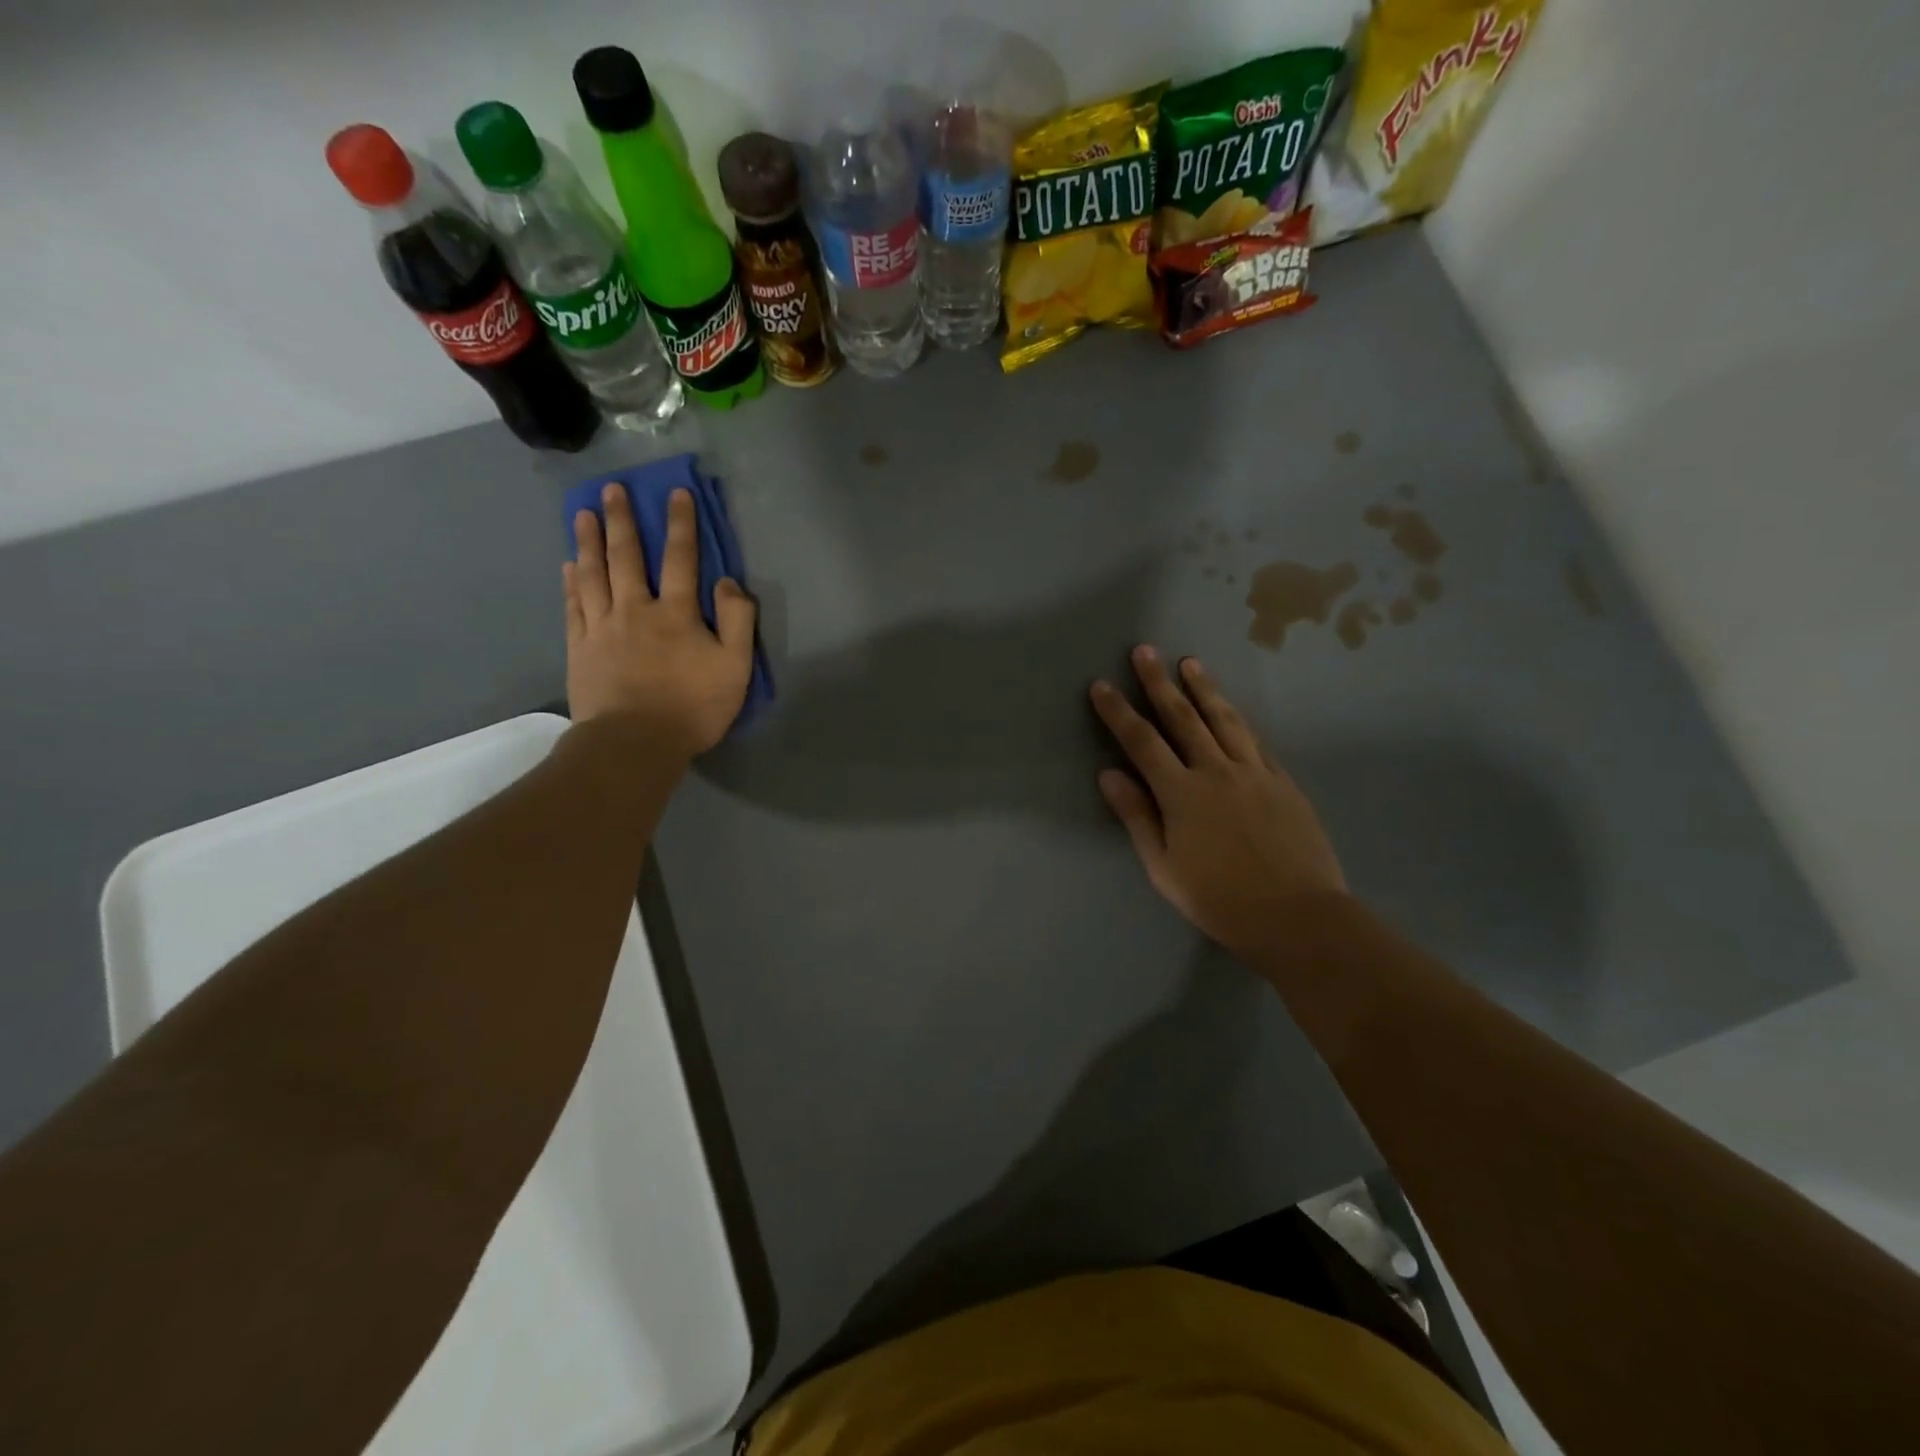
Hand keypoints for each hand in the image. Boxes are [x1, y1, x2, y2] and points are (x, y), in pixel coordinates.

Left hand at [565, 485, 755, 756]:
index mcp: (677, 613)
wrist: (634, 743)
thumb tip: (728, 582)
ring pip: (593, 574)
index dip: (680, 524)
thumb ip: (738, 621)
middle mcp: (636, 609)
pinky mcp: (580, 648)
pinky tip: (569, 565)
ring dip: (589, 541)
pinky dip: (572, 582)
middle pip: (627, 556)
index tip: (675, 493)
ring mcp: (602, 627)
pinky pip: (574, 606)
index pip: (680, 558)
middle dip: (622, 520)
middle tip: (612, 489)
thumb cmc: (692, 707)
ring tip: (583, 514)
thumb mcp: (735, 668)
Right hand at [1090, 646, 1346, 954]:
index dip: (1118, 712)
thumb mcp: (1164, 868)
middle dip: (1159, 683)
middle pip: (1182, 717)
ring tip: (1189, 663)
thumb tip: (1108, 774)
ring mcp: (1254, 772)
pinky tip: (1232, 707)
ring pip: (1224, 719)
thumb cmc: (1220, 900)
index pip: (1141, 742)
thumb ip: (1137, 816)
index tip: (1102, 685)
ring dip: (1204, 689)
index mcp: (1181, 794)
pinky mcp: (1283, 781)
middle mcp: (1216, 771)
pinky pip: (1256, 740)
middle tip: (1145, 651)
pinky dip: (1239, 718)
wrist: (1298, 916)